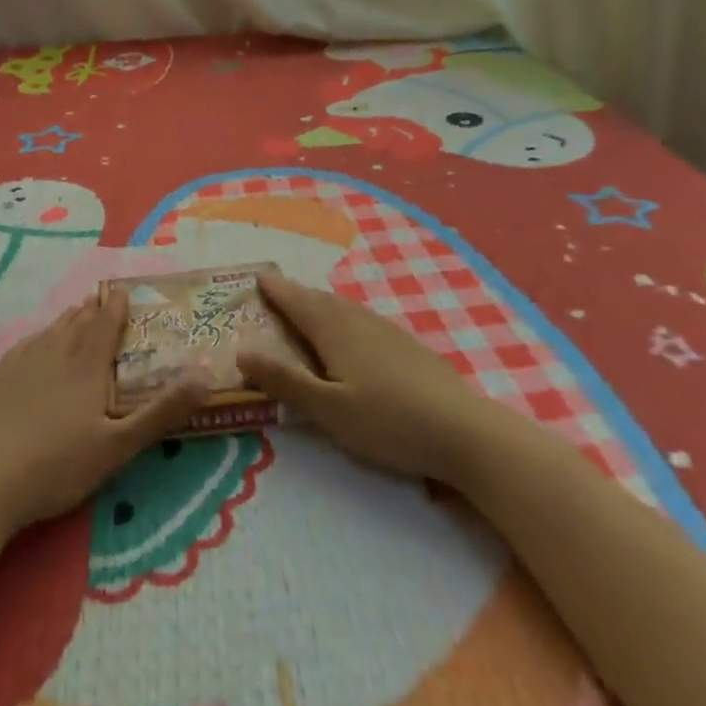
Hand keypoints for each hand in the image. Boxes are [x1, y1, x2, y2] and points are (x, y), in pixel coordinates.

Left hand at [0, 290, 209, 537]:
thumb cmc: (57, 464)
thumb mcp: (118, 445)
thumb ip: (161, 412)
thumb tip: (203, 377)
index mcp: (86, 365)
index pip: (105, 326)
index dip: (116, 307)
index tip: (124, 290)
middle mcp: (54, 354)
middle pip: (77, 324)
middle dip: (93, 310)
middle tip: (102, 298)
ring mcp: (21, 365)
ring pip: (50, 332)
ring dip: (66, 320)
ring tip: (76, 312)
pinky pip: (24, 347)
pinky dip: (38, 338)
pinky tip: (35, 343)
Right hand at [238, 273, 480, 482]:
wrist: (463, 431)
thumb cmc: (387, 422)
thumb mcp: (328, 410)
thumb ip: (285, 381)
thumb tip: (242, 350)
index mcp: (334, 331)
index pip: (297, 302)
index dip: (276, 289)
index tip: (258, 275)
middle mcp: (358, 321)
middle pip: (320, 300)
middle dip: (296, 293)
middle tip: (276, 289)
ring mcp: (387, 331)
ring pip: (345, 308)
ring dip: (320, 303)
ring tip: (307, 305)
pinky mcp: (408, 346)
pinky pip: (363, 319)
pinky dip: (344, 316)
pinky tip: (352, 332)